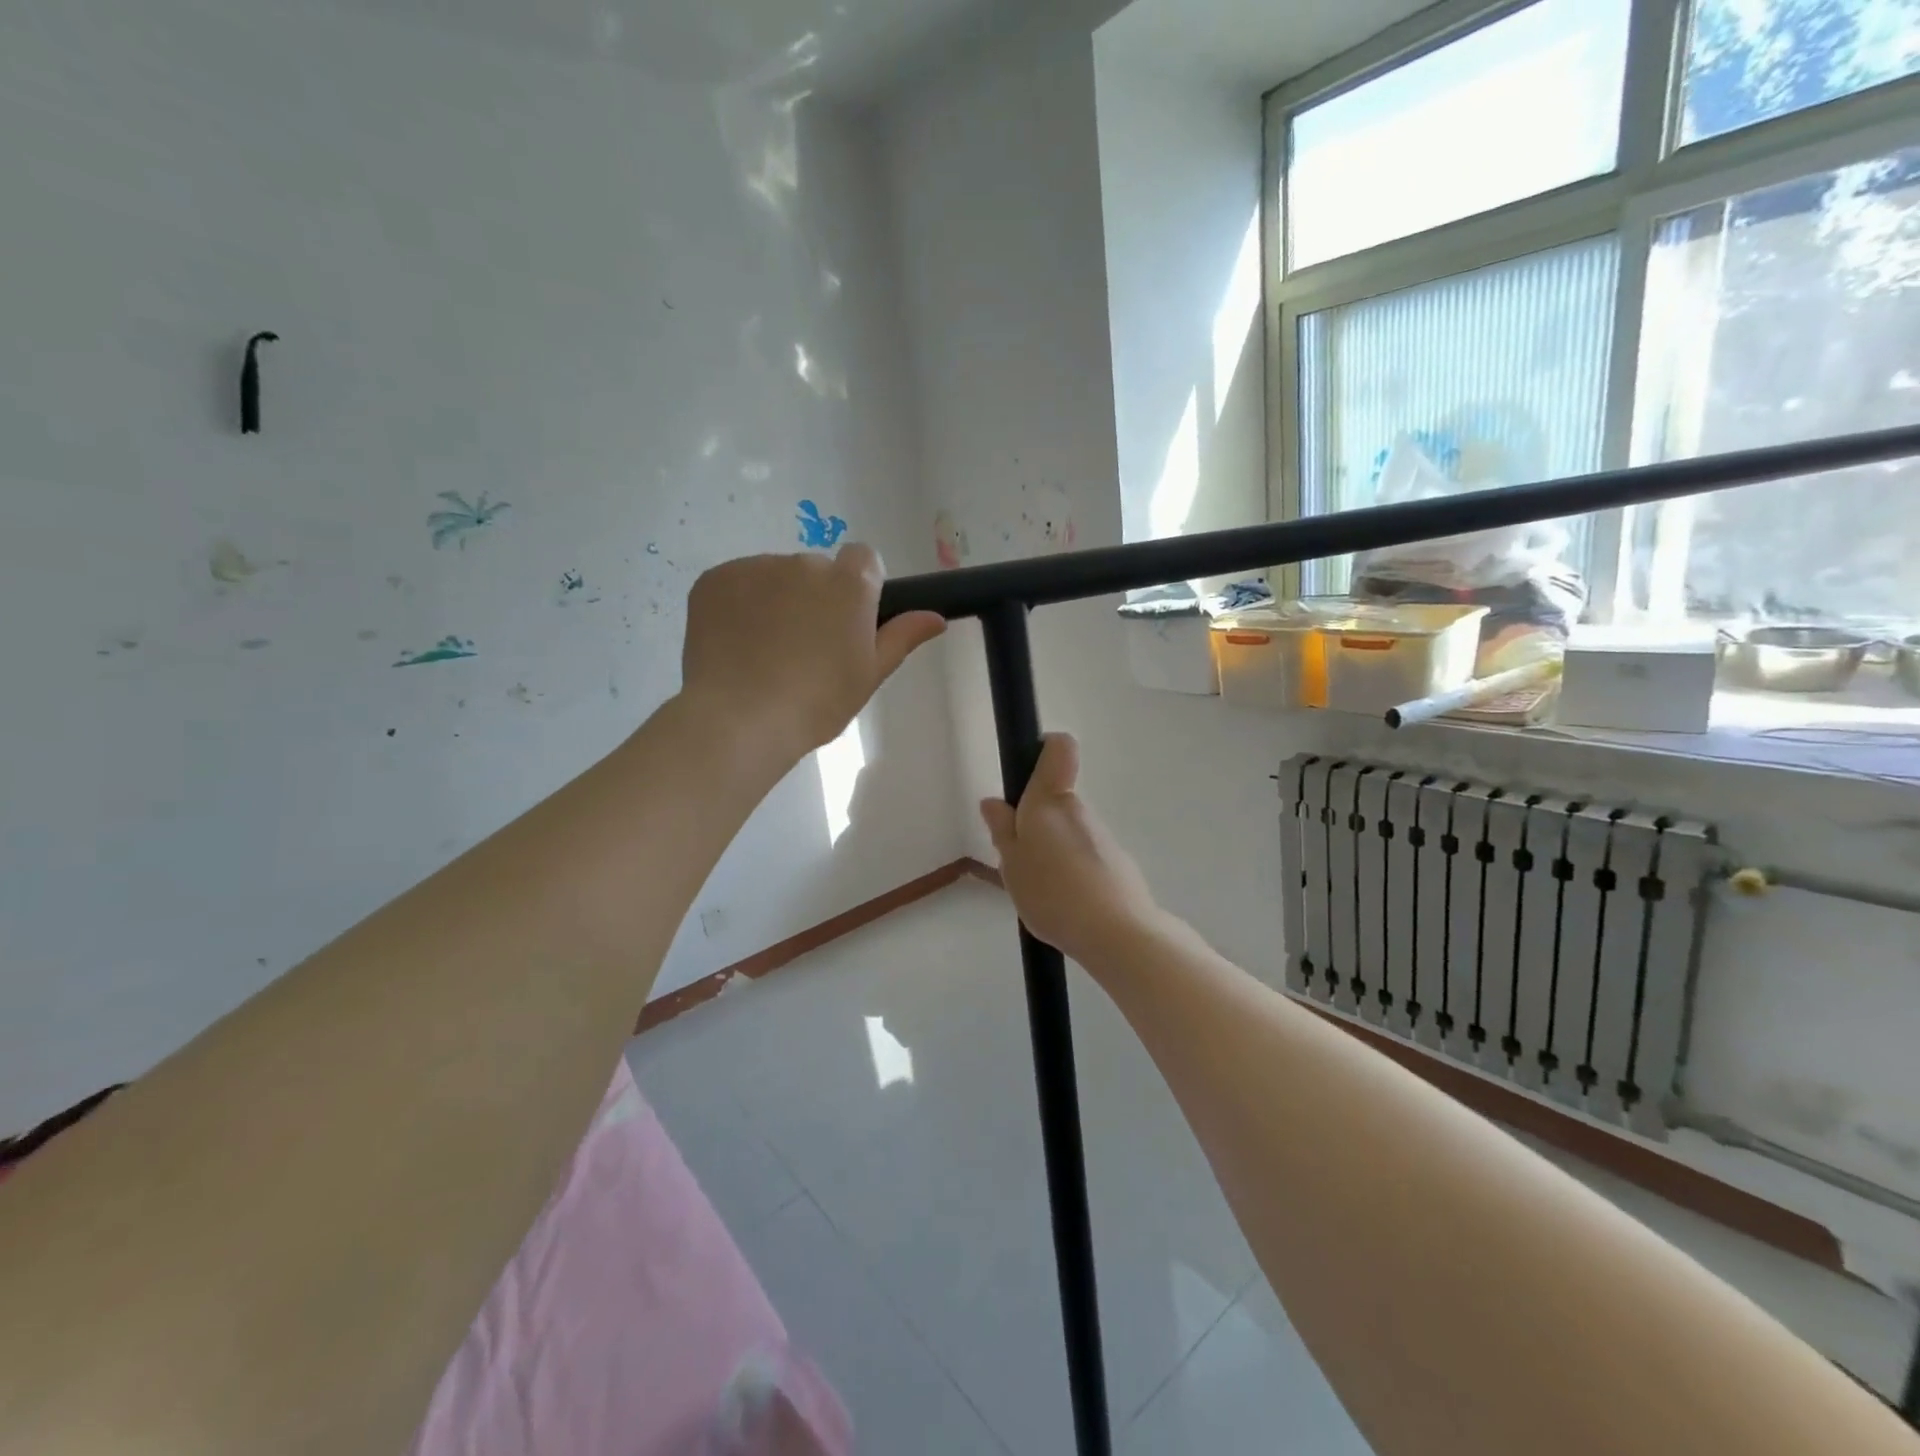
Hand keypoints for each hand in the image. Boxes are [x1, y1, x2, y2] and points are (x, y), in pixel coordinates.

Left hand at [681, 545, 944, 761]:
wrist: (740, 718)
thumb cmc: (817, 703)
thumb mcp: (869, 674)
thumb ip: (902, 637)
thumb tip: (936, 617)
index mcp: (849, 584)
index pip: (864, 559)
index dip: (859, 588)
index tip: (848, 624)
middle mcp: (804, 563)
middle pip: (816, 570)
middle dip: (814, 597)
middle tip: (805, 647)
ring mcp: (755, 567)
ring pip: (775, 576)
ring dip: (776, 599)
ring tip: (765, 651)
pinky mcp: (715, 579)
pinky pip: (737, 583)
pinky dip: (739, 605)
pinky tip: (736, 644)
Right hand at [979, 733, 1162, 966]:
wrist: (1117, 934)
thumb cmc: (1052, 892)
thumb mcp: (1011, 864)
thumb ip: (1002, 830)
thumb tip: (993, 803)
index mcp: (1049, 801)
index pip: (1059, 748)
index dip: (1044, 749)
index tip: (1026, 772)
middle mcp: (1079, 810)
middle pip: (1056, 802)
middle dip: (1035, 824)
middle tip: (1019, 862)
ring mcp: (1103, 837)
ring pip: (1069, 834)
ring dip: (1054, 853)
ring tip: (1041, 893)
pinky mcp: (1119, 864)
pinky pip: (1086, 859)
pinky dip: (1073, 874)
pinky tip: (1065, 906)